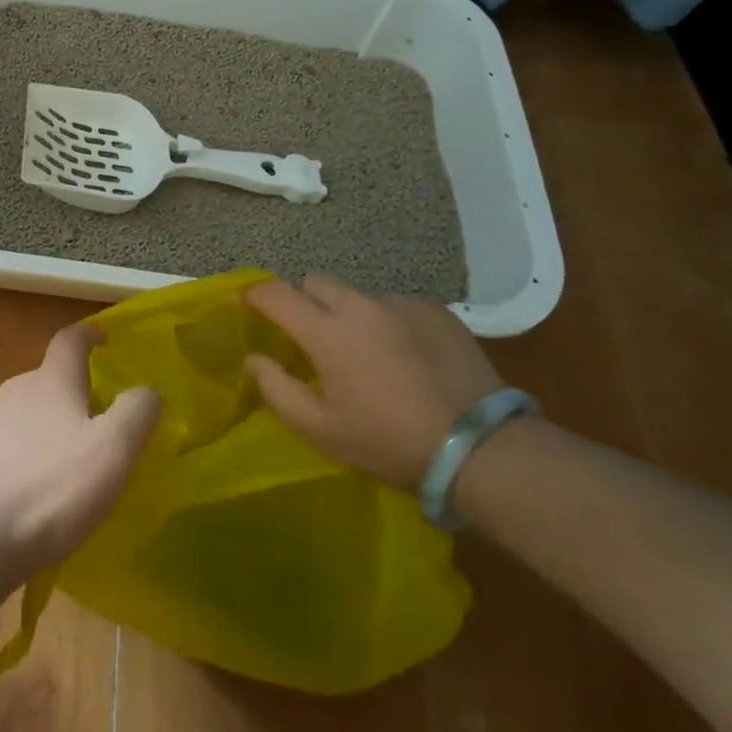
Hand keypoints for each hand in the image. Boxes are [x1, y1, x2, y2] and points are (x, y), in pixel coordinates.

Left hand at [0, 324, 159, 583]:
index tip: (105, 339)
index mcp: (51, 380)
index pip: (71, 339)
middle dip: (76, 395)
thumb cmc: (48, 490)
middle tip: (103, 427)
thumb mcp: (112, 450)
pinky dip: (28, 463)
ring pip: (28, 416)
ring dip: (51, 432)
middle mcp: (15, 391)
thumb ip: (137, 413)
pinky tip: (37, 500)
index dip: (90, 335)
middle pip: (50, 380)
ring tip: (72, 470)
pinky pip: (8, 451)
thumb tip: (146, 391)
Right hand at [245, 275, 501, 489]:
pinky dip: (391, 324)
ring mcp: (401, 304)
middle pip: (316, 283)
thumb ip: (278, 390)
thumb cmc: (389, 442)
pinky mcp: (436, 311)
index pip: (276, 294)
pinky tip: (409, 358)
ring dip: (351, 314)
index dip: (256, 295)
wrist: (481, 449)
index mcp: (326, 332)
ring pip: (358, 295)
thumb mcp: (322, 430)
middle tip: (314, 336)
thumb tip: (255, 359)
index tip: (250, 305)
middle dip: (306, 302)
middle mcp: (360, 305)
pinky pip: (398, 306)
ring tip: (370, 352)